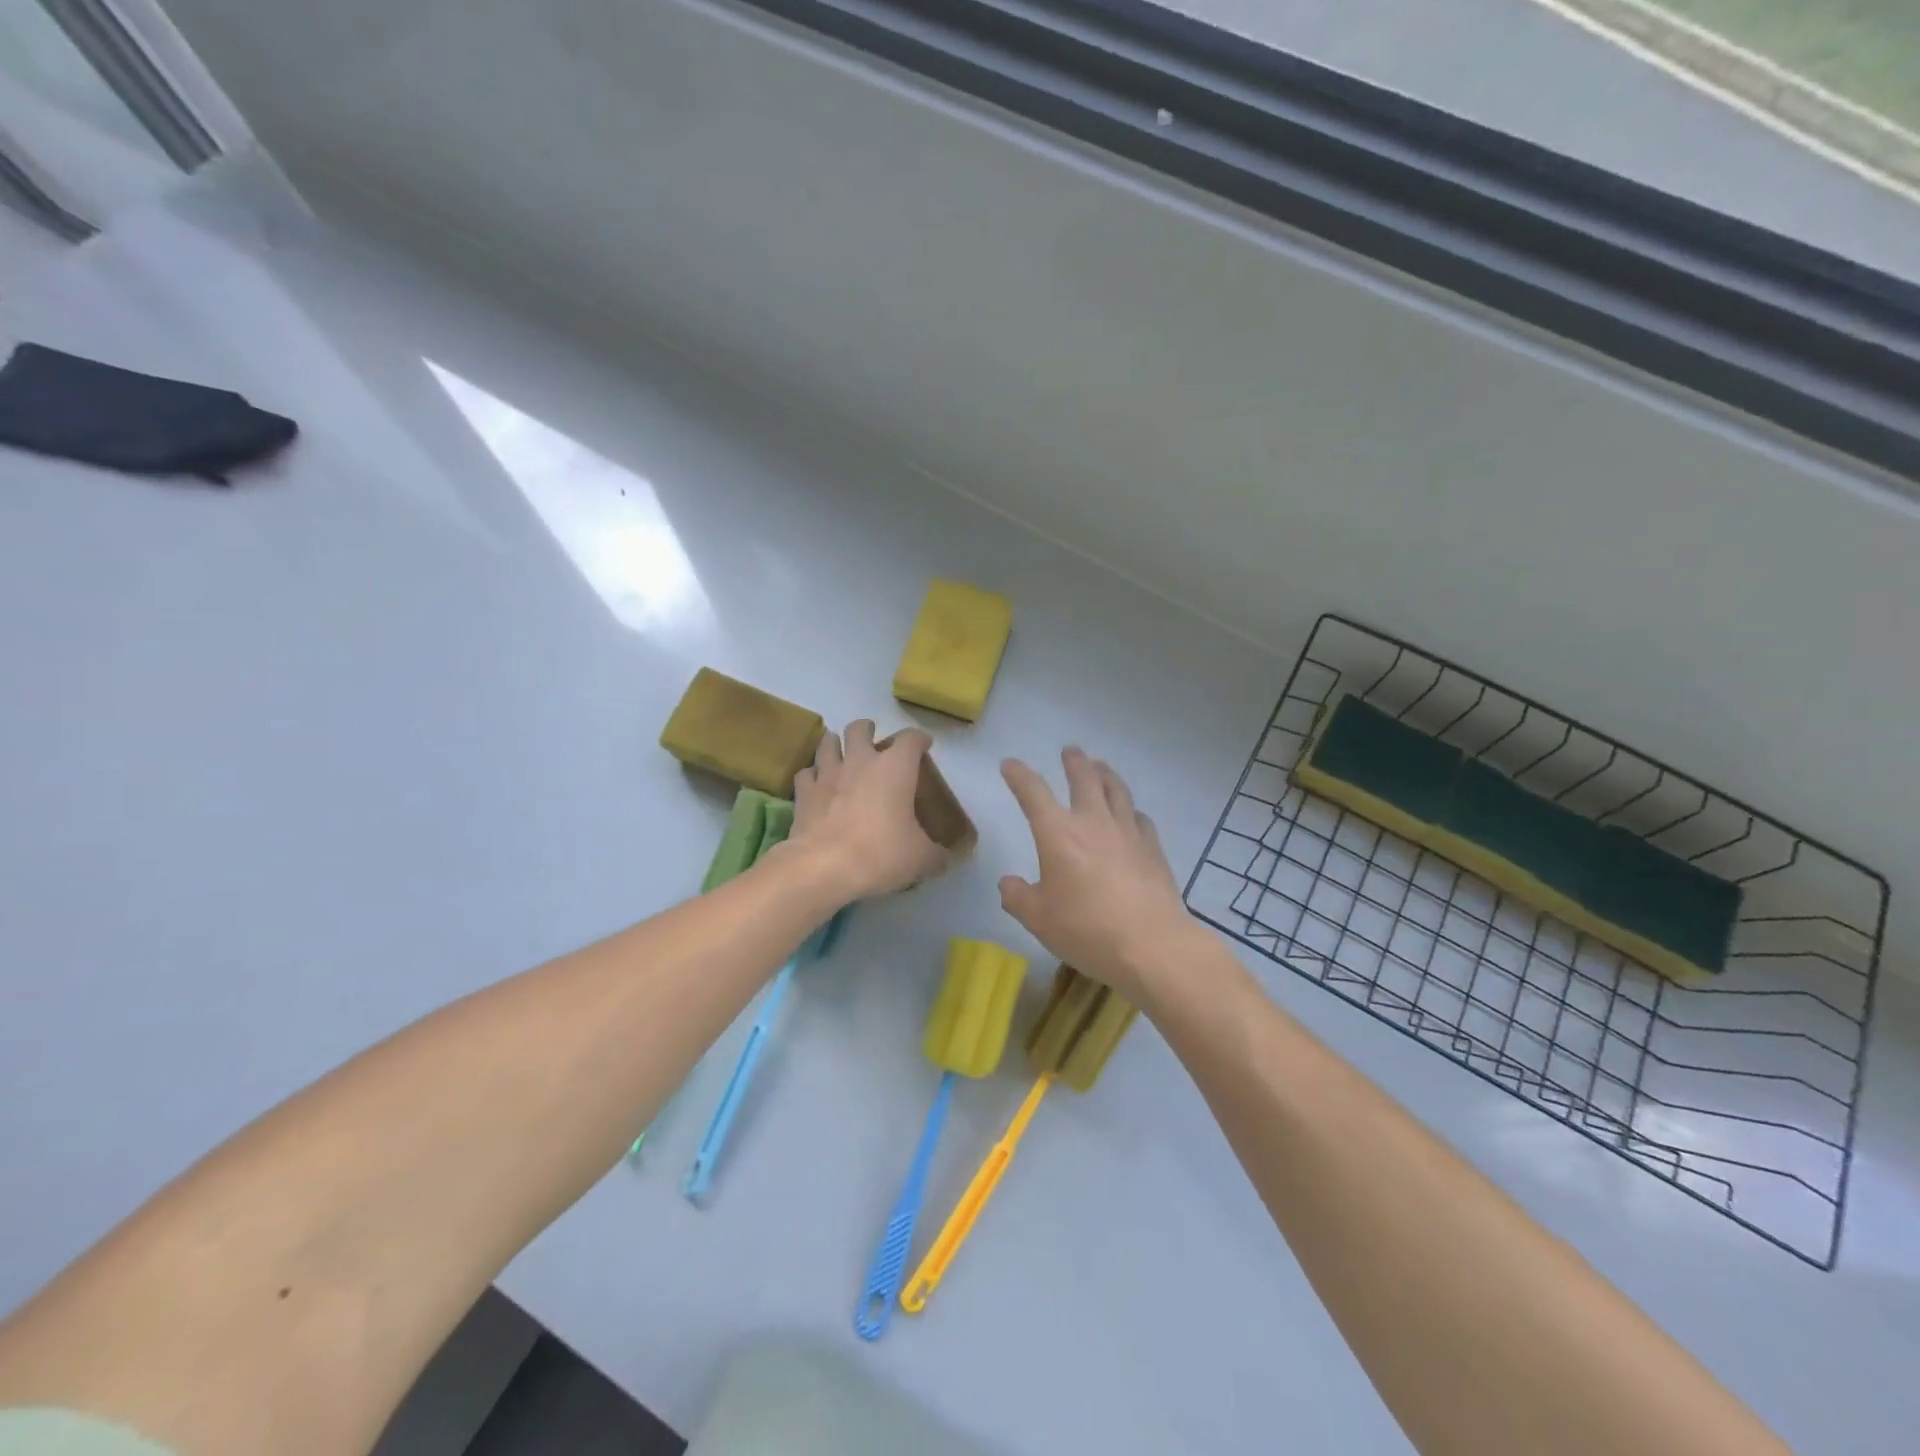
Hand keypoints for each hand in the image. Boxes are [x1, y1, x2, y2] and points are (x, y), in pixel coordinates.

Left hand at [789, 721, 949, 902]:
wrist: (824, 867)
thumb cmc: (881, 854)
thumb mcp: (920, 859)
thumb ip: (936, 855)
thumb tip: (946, 859)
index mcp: (895, 768)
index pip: (911, 739)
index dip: (919, 739)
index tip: (924, 745)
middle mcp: (860, 761)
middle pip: (859, 729)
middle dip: (866, 729)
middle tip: (871, 740)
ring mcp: (828, 774)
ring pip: (827, 743)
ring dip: (835, 743)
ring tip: (840, 752)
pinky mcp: (804, 793)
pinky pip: (806, 773)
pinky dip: (813, 775)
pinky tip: (817, 784)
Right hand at [998, 747, 1196, 1002]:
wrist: (1152, 946)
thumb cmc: (1086, 930)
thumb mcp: (1038, 919)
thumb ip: (1018, 897)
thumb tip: (1008, 884)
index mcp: (1058, 834)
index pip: (1033, 793)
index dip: (1019, 776)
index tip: (1010, 765)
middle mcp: (1093, 822)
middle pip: (1085, 779)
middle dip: (1074, 762)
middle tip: (1071, 750)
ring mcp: (1128, 833)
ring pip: (1117, 791)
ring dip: (1106, 774)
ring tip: (1101, 766)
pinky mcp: (1153, 849)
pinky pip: (1140, 819)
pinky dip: (1131, 811)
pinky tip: (1132, 815)